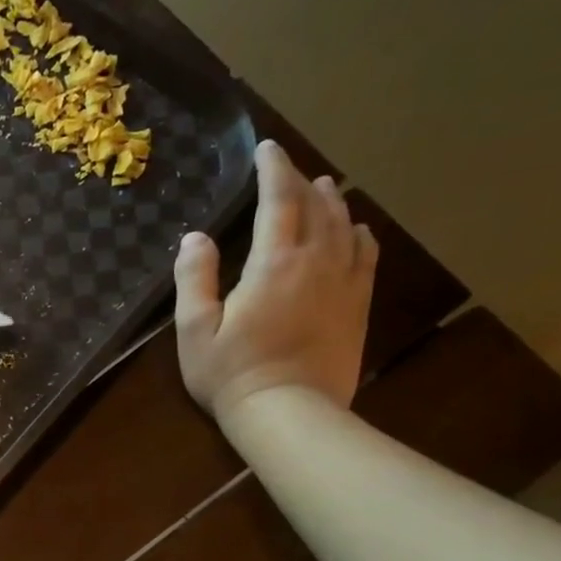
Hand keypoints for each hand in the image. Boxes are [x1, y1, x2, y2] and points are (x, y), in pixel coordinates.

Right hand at [173, 140, 376, 422]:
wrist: (289, 413)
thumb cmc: (231, 373)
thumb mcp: (194, 329)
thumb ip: (194, 278)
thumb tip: (195, 237)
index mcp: (273, 263)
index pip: (278, 200)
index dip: (273, 169)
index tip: (266, 148)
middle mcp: (316, 261)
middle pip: (316, 206)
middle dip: (301, 180)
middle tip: (287, 168)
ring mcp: (344, 282)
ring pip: (345, 225)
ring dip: (332, 201)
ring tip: (323, 187)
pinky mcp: (358, 304)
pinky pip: (366, 255)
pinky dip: (360, 233)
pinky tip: (356, 229)